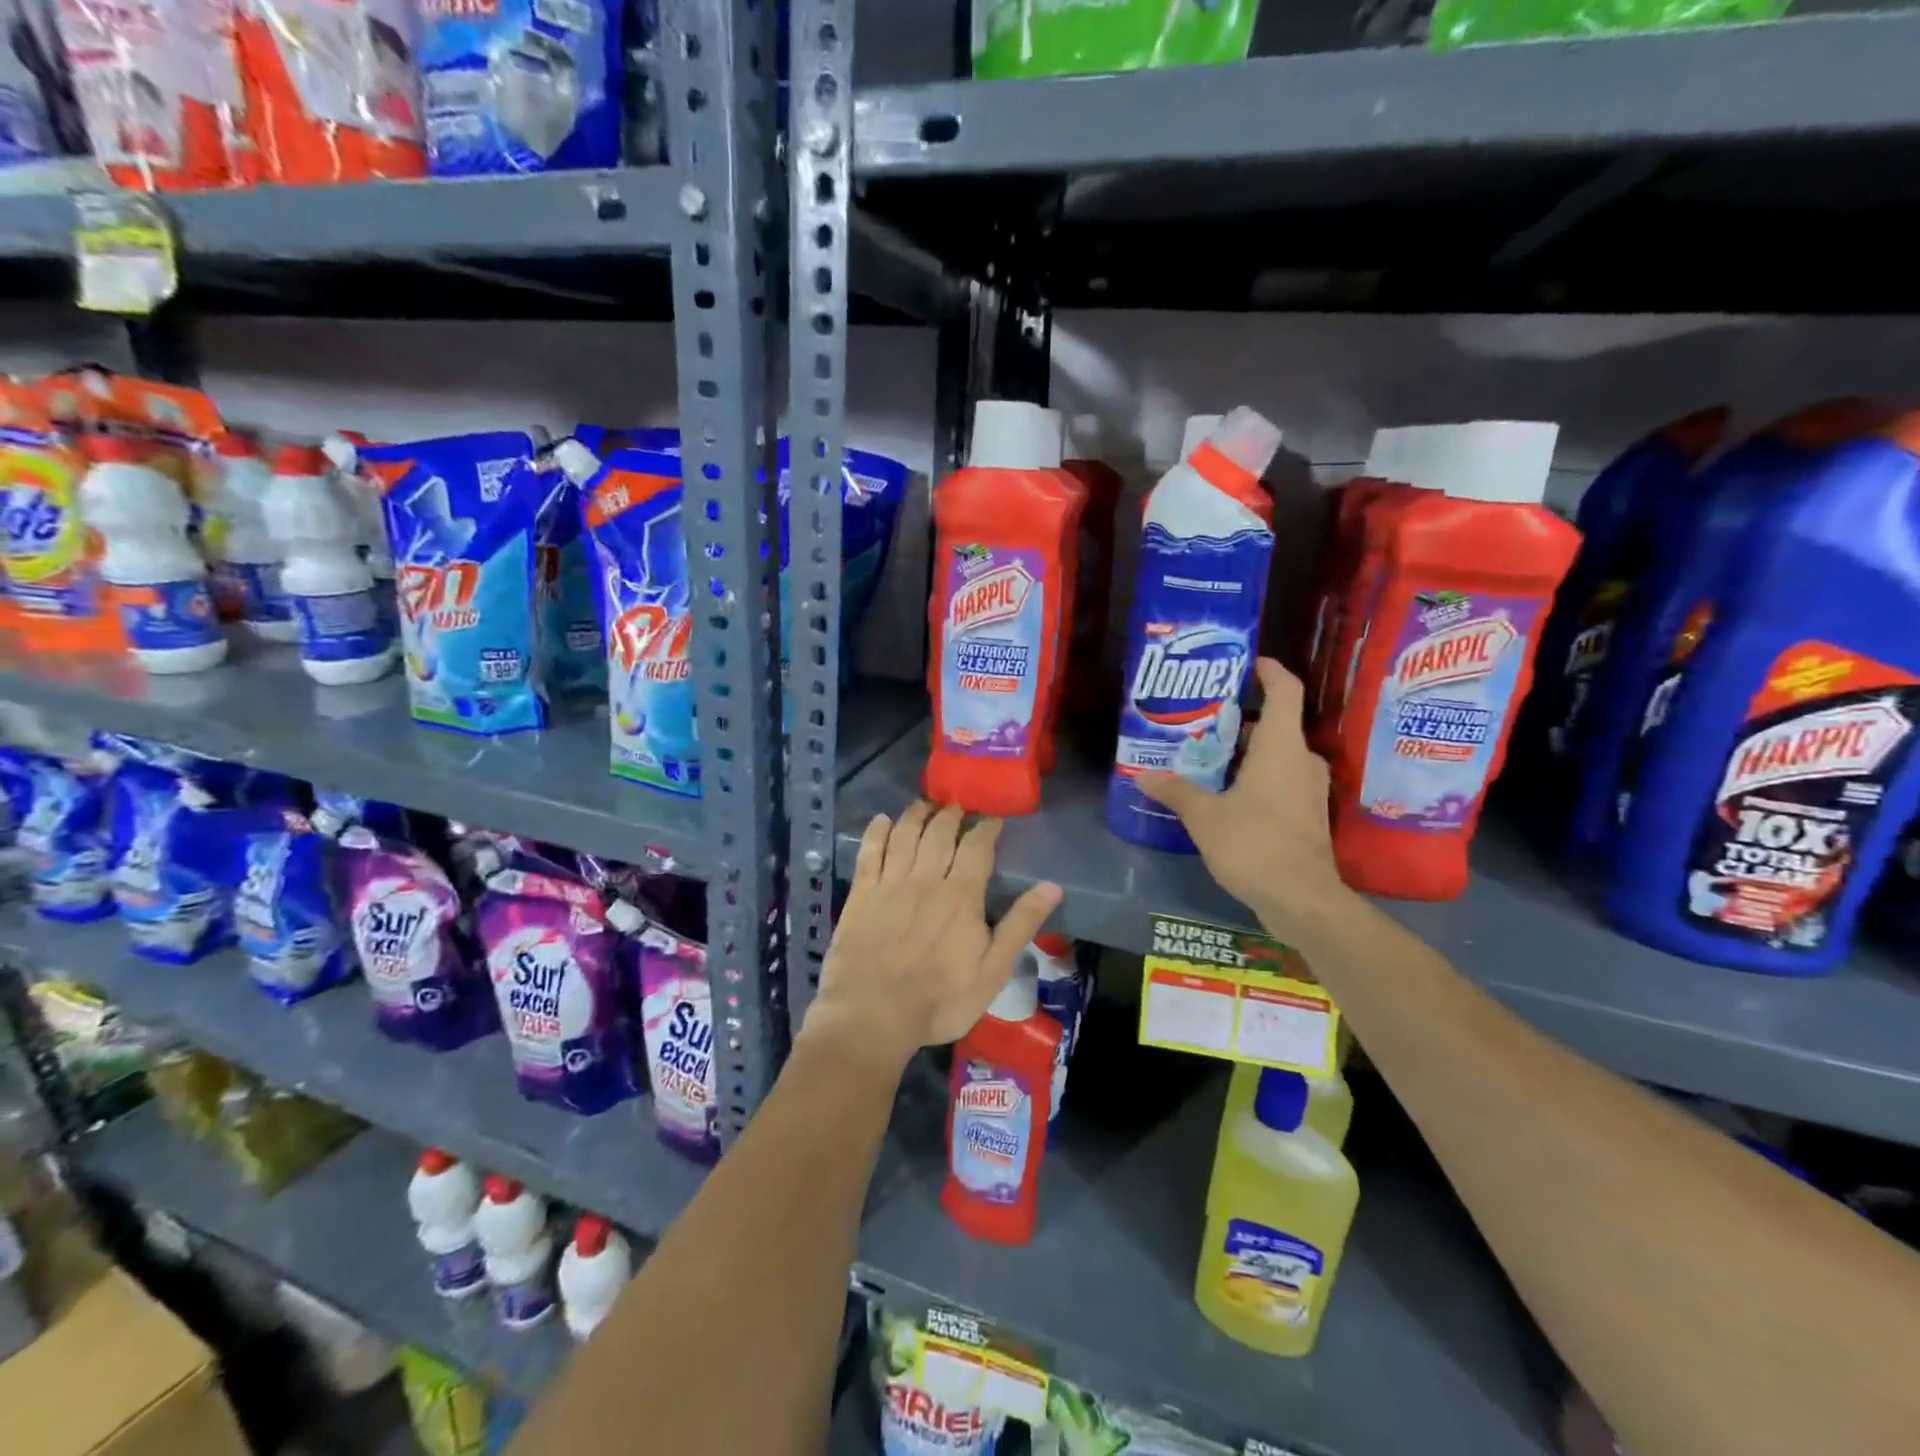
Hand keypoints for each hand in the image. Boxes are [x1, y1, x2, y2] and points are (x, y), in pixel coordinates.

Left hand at [807, 801, 1061, 1069]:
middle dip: (951, 815)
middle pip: (939, 833)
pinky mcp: (861, 895)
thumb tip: (1052, 887)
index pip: (977, 847)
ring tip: (925, 804)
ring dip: (917, 815)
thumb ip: (1020, 924)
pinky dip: (877, 832)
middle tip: (958, 807)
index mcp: (961, 894)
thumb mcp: (992, 970)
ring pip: (905, 835)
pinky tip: (882, 820)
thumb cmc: (940, 999)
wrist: (873, 1016)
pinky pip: (869, 852)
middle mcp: (925, 878)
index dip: (986, 828)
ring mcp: (889, 884)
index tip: (993, 818)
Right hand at [1136, 657, 1351, 936]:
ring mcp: (1309, 789)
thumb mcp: (1204, 816)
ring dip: (1247, 750)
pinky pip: (1282, 779)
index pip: (1285, 690)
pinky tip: (1226, 792)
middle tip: (1203, 719)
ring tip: (1208, 755)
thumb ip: (1175, 791)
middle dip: (1241, 718)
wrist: (1301, 899)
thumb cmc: (1254, 844)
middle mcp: (1301, 760)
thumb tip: (1142, 776)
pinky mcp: (1308, 814)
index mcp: (1281, 747)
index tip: (1248, 662)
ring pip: (1278, 754)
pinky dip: (1257, 775)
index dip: (1270, 670)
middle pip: (1276, 724)